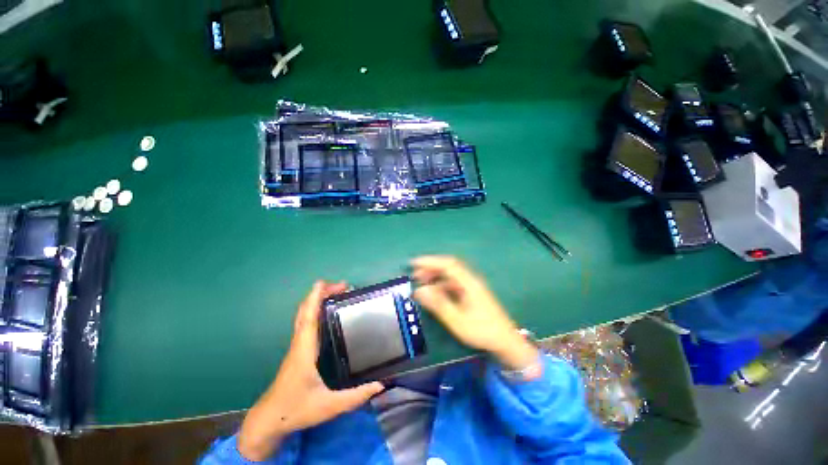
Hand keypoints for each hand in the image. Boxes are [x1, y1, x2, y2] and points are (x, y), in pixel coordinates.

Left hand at [237, 281, 384, 460]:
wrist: (268, 421)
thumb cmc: (296, 410)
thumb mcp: (329, 406)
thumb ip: (355, 396)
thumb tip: (380, 384)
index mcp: (304, 350)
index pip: (308, 318)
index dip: (314, 298)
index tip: (324, 283)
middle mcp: (299, 343)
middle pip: (305, 311)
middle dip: (320, 294)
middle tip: (342, 287)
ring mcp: (297, 346)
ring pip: (303, 316)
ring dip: (317, 301)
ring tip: (336, 294)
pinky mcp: (298, 351)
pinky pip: (305, 323)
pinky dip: (314, 311)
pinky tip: (326, 313)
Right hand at [412, 256, 538, 370]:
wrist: (505, 342)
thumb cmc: (482, 331)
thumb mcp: (457, 320)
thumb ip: (438, 304)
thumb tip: (419, 290)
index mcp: (469, 283)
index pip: (448, 264)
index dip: (430, 261)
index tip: (414, 263)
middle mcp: (470, 280)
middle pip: (449, 267)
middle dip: (431, 268)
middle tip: (414, 275)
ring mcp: (471, 286)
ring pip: (450, 275)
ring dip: (435, 276)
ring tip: (421, 282)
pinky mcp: (471, 293)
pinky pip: (453, 283)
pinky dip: (441, 285)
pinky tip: (434, 292)